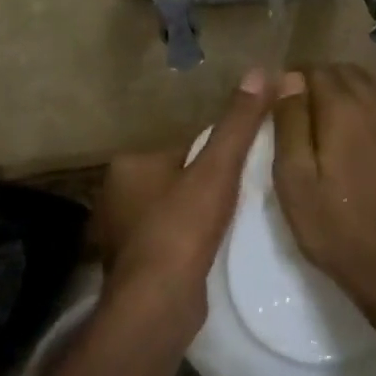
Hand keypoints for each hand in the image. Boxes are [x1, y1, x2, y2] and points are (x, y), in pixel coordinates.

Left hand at [94, 70, 273, 336]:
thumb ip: (238, 123)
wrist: (156, 303)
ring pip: (172, 211)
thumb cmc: (182, 228)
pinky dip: (187, 242)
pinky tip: (209, 251)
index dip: (215, 157)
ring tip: (230, 226)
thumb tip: (261, 71)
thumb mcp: (217, 169)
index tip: (241, 171)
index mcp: (129, 164)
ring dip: (197, 216)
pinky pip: (168, 240)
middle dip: (205, 187)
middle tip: (240, 199)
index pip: (183, 147)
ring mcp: (119, 233)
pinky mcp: (131, 265)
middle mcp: (115, 195)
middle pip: (177, 178)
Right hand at [272, 65, 375, 321]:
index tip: (285, 103)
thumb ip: (289, 123)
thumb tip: (289, 79)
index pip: (316, 71)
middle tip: (309, 114)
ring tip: (340, 123)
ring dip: (356, 93)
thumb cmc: (336, 228)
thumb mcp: (294, 181)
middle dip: (326, 84)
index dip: (296, 81)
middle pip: (349, 73)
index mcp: (344, 108)